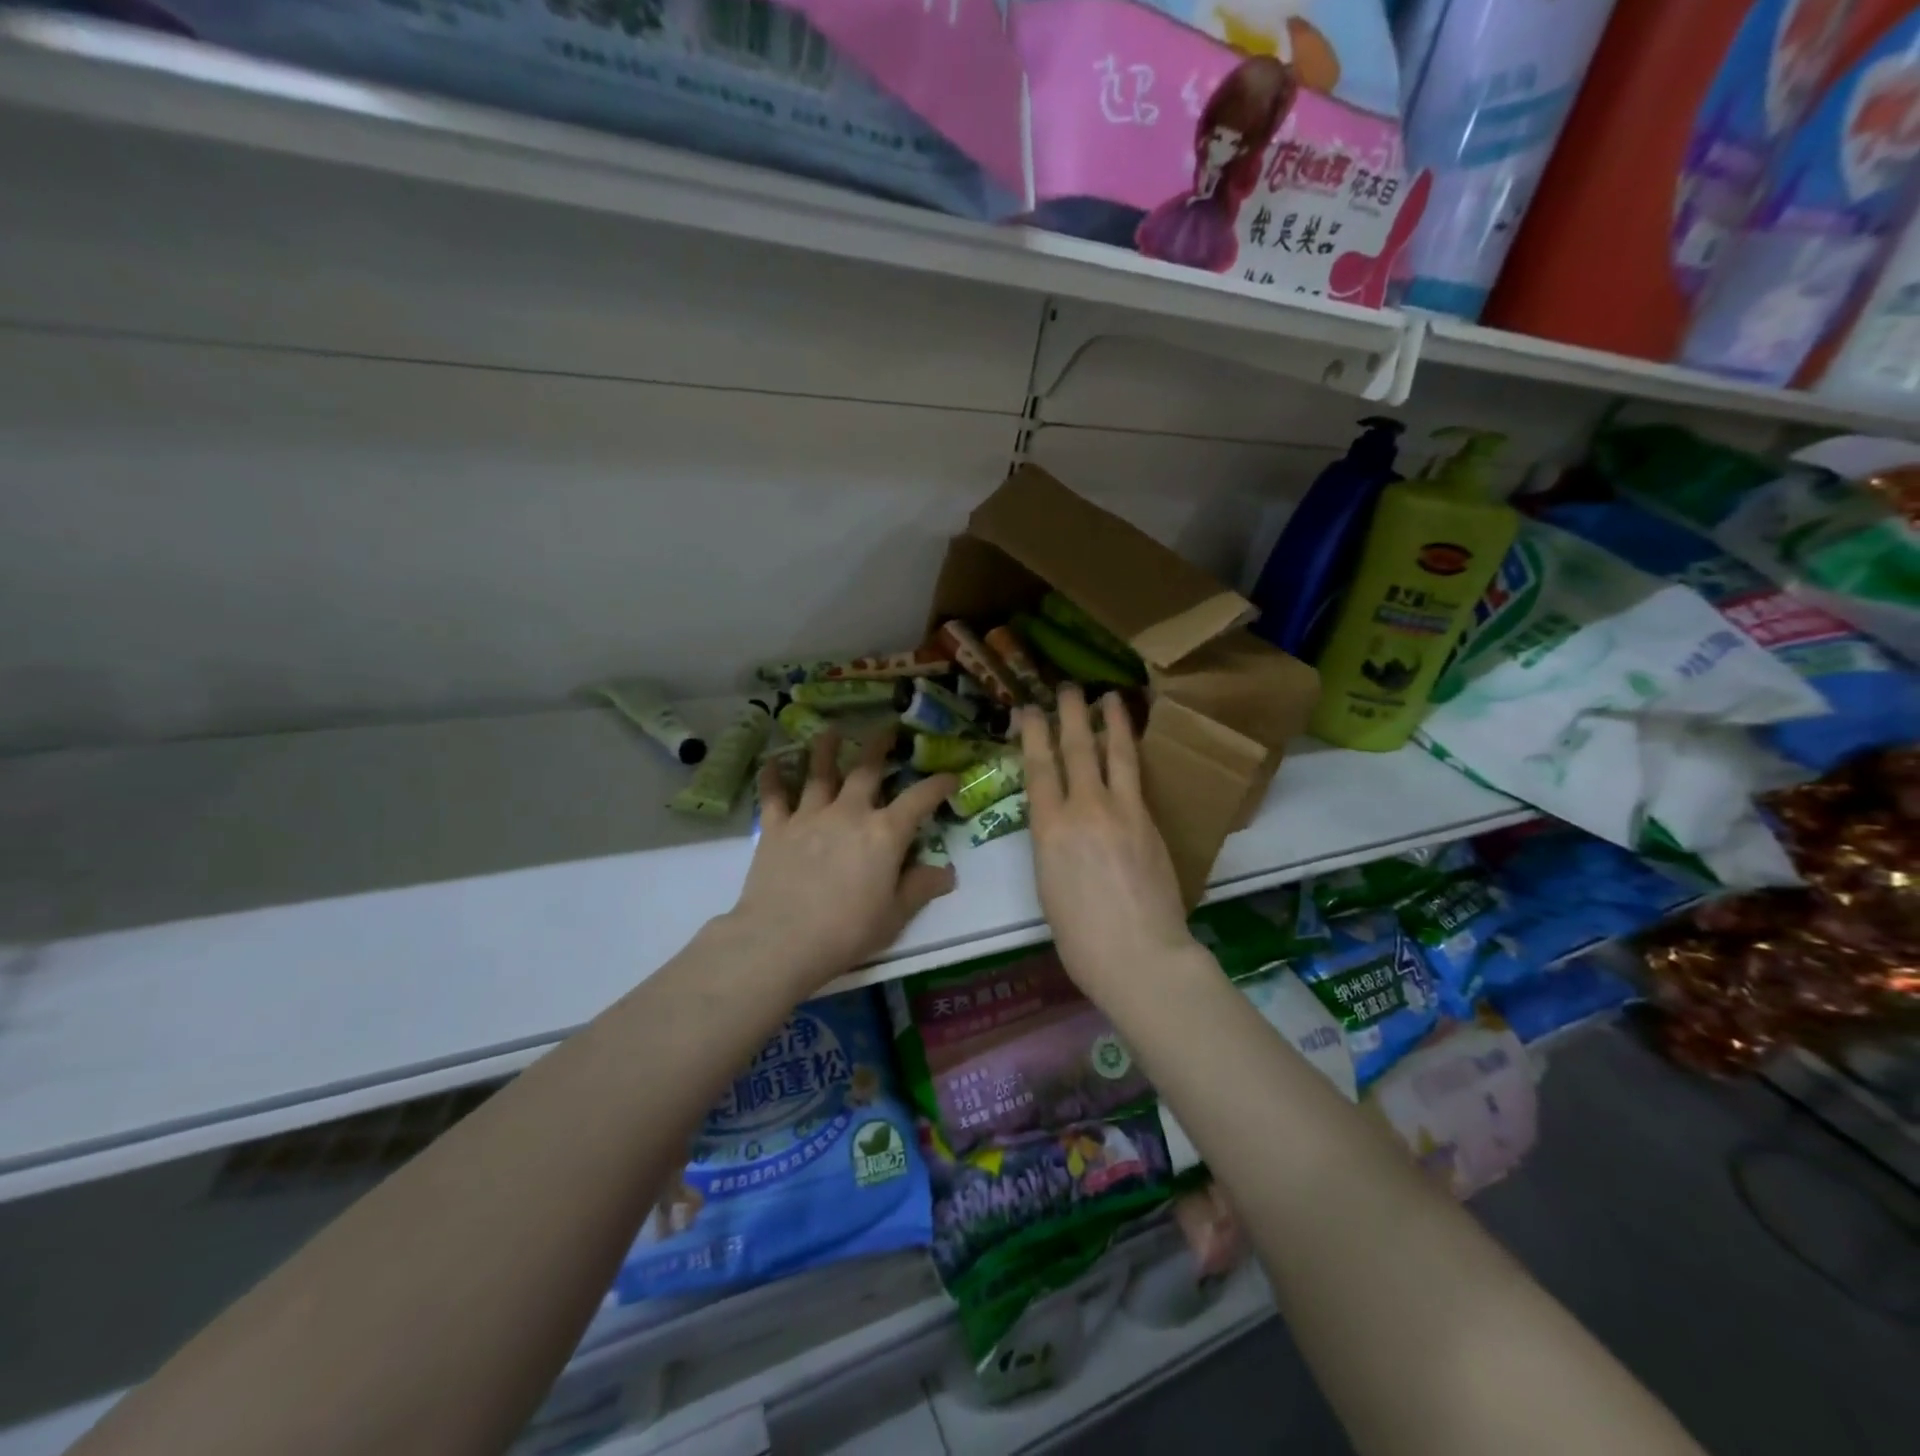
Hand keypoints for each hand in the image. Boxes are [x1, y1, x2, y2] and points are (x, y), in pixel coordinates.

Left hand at [727, 730, 956, 992]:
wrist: (782, 940)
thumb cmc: (847, 931)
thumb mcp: (895, 915)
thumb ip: (920, 888)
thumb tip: (948, 872)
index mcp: (884, 833)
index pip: (919, 799)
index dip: (937, 784)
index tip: (950, 775)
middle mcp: (849, 812)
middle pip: (866, 769)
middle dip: (879, 746)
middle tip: (887, 729)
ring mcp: (809, 816)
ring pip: (819, 772)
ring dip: (826, 748)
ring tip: (831, 731)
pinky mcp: (775, 828)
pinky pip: (774, 795)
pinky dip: (773, 776)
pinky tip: (771, 761)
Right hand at [1021, 686, 1196, 995]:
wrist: (1140, 955)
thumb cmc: (1081, 937)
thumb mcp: (1049, 886)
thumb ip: (1053, 845)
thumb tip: (1060, 826)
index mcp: (1050, 830)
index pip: (1039, 769)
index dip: (1032, 735)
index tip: (1029, 710)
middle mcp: (1085, 809)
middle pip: (1076, 750)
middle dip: (1069, 714)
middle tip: (1066, 687)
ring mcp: (1123, 812)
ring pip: (1116, 755)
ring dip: (1111, 722)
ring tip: (1109, 697)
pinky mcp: (1151, 822)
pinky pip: (1138, 777)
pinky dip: (1131, 754)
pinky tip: (1131, 746)